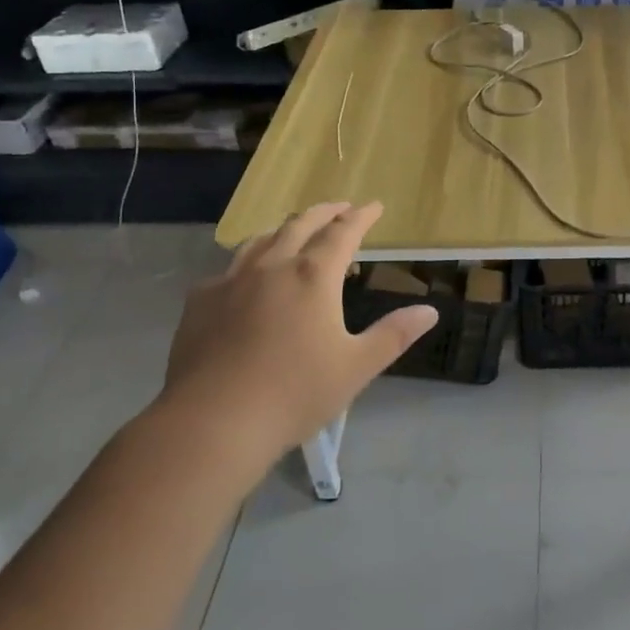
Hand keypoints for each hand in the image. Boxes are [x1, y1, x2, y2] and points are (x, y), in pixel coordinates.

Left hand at [155, 202, 437, 468]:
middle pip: (300, 224)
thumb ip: (393, 335)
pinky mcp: (200, 302)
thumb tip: (429, 311)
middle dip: (325, 212)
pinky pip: (228, 269)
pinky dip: (248, 262)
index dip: (361, 216)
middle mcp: (272, 266)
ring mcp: (231, 281)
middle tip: (340, 208)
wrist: (212, 423)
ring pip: (261, 239)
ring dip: (284, 229)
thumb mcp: (356, 368)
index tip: (374, 206)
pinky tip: (245, 279)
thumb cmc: (294, 394)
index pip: (343, 232)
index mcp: (313, 276)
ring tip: (294, 231)